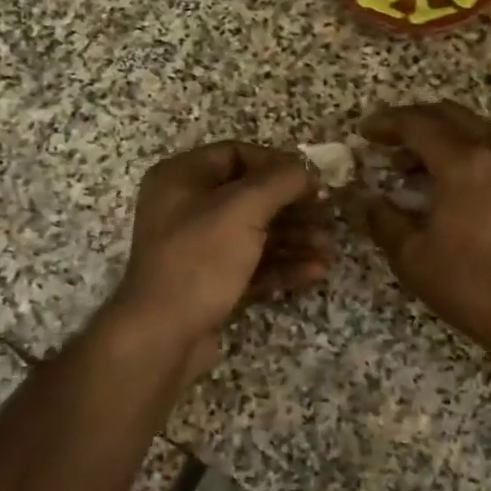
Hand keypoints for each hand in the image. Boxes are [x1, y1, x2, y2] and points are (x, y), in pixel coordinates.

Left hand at [110, 141, 331, 378]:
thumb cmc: (199, 259)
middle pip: (250, 196)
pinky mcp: (210, 282)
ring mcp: (198, 248)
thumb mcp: (242, 210)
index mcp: (181, 178)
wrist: (162, 336)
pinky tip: (315, 272)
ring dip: (294, 238)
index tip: (312, 181)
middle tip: (327, 217)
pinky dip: (282, 265)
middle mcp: (186, 207)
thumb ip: (280, 181)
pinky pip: (251, 264)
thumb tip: (307, 170)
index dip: (277, 164)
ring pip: (254, 233)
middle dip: (292, 207)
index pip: (236, 154)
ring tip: (328, 248)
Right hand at [355, 103, 490, 352]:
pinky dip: (462, 149)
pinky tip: (443, 178)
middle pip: (447, 114)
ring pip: (471, 127)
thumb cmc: (471, 284)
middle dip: (412, 122)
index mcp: (463, 163)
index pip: (417, 124)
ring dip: (438, 135)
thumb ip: (383, 220)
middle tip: (385, 141)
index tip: (363, 132)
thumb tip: (365, 200)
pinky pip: (489, 145)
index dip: (386, 124)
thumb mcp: (413, 257)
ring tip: (408, 165)